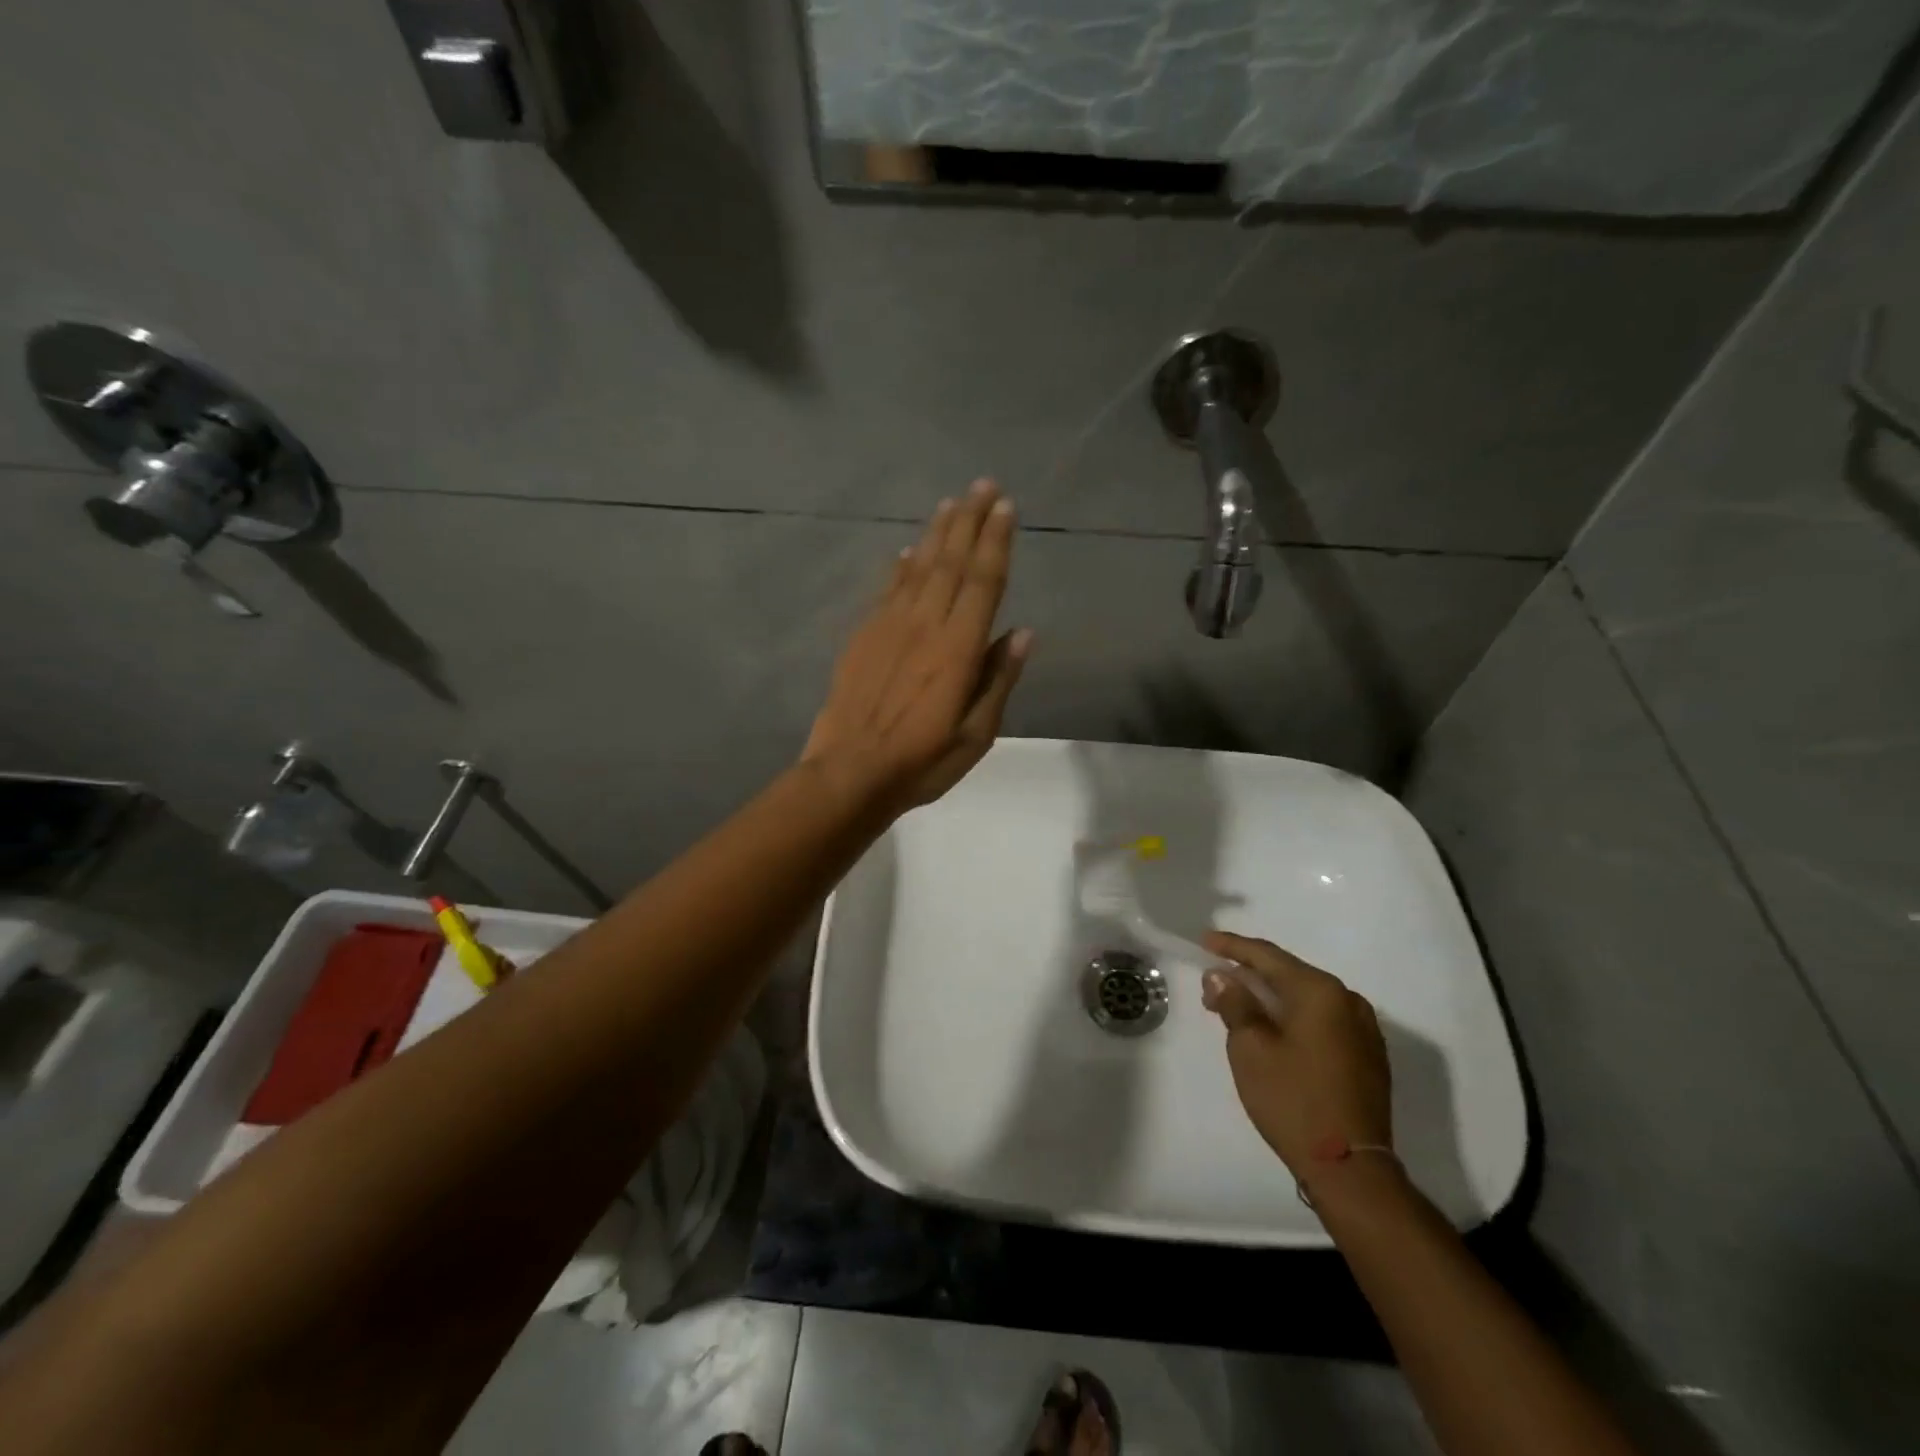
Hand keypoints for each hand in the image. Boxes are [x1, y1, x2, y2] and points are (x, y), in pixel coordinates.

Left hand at [803, 480, 1030, 813]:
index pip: (983, 582)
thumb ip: (999, 680)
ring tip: (950, 504)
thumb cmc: (922, 762)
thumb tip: (1023, 633)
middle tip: (982, 484)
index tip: (1005, 507)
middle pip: (951, 563)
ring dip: (936, 533)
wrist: (849, 773)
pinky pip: (886, 590)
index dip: (995, 542)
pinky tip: (905, 550)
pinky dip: (899, 567)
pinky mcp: (863, 636)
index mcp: (958, 649)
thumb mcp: (976, 734)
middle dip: (969, 521)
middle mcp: (925, 626)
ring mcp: (889, 627)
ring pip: (917, 568)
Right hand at [1201, 932, 1392, 1183]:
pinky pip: (1322, 1020)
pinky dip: (1293, 1018)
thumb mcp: (1250, 1048)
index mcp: (1320, 991)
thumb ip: (1234, 1003)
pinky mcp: (1368, 1056)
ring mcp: (1364, 1030)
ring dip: (1271, 999)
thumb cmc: (1293, 1100)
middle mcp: (1348, 1001)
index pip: (1268, 956)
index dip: (1232, 947)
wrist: (1351, 1169)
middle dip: (1249, 976)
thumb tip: (1221, 976)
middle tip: (1213, 984)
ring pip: (1306, 999)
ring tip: (1237, 1008)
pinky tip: (1272, 1030)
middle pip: (1289, 975)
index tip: (1205, 941)